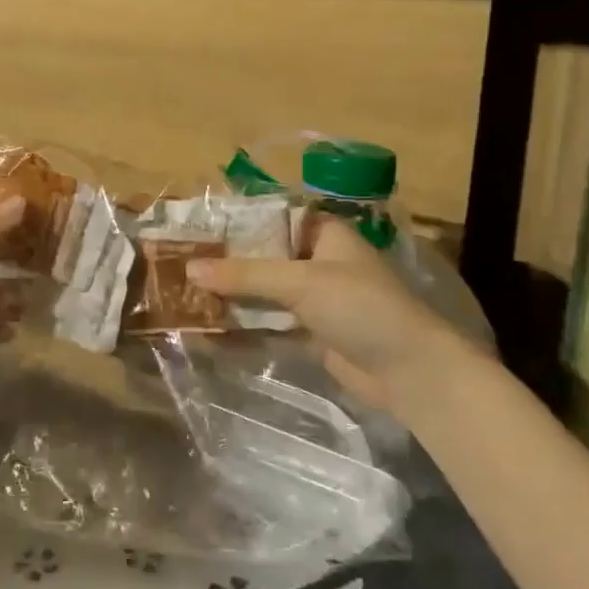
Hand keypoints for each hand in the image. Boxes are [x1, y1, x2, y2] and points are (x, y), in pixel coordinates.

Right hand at [186, 217, 489, 415]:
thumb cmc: (361, 308)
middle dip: (226, 261)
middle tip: (180, 261)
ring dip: (231, 294)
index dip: (236, 221)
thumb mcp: (301, 283)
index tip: (196, 226)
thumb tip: (189, 267)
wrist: (409, 372)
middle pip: (264, 255)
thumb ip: (245, 275)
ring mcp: (314, 298)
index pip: (272, 217)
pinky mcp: (310, 332)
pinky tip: (208, 325)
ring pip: (263, 290)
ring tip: (184, 292)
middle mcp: (318, 261)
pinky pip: (269, 321)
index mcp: (324, 234)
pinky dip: (243, 322)